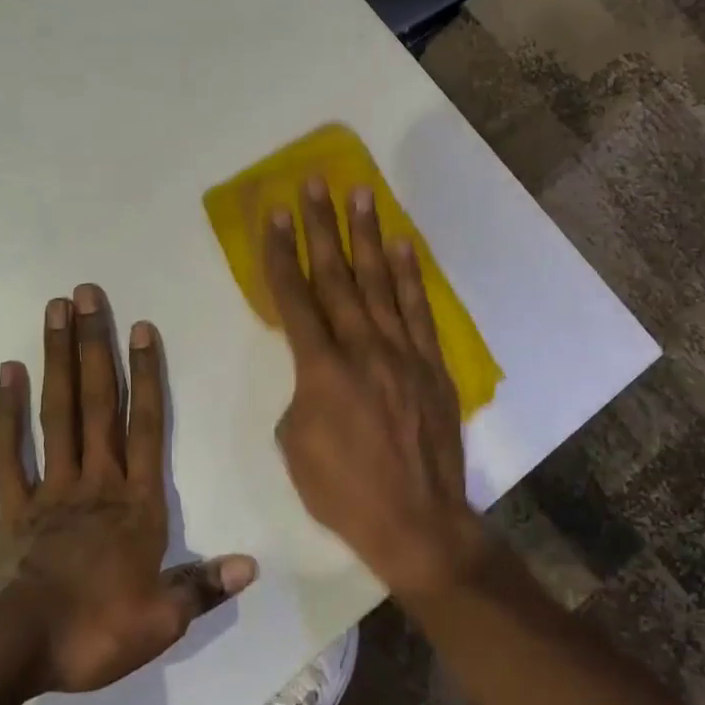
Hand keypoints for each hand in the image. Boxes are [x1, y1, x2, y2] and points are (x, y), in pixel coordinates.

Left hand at [0, 284, 256, 694]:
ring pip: (57, 413)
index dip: (147, 376)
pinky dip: (7, 412)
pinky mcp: (12, 507)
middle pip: (97, 403)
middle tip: (87, 294)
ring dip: (58, 360)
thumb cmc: (91, 631)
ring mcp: (50, 489)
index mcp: (135, 503)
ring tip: (54, 311)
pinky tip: (8, 373)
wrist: (8, 652)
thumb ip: (204, 587)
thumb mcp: (161, 621)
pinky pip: (9, 452)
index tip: (142, 328)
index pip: (146, 426)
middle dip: (95, 346)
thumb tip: (253, 566)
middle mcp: (95, 481)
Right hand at [263, 179, 483, 599]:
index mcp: (320, 369)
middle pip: (336, 276)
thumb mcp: (294, 446)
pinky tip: (401, 245)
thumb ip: (300, 394)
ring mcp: (402, 352)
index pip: (293, 298)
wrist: (417, 521)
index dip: (280, 253)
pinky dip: (408, 275)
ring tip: (359, 194)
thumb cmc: (343, 491)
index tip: (273, 214)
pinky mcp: (431, 364)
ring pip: (379, 283)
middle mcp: (362, 348)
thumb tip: (316, 373)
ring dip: (366, 236)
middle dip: (320, 227)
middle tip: (314, 183)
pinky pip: (418, 310)